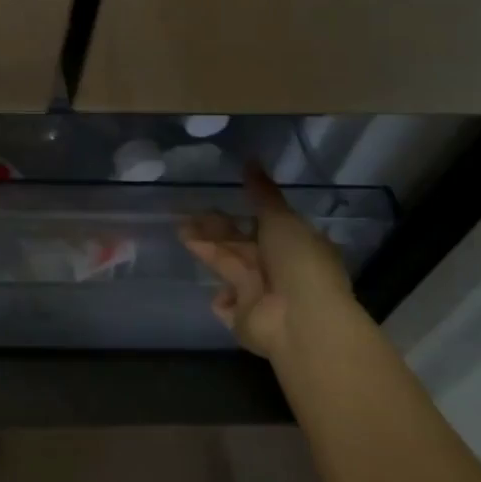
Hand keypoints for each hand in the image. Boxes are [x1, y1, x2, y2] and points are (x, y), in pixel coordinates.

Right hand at [182, 162, 356, 361]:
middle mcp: (278, 269)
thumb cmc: (297, 263)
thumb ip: (262, 194)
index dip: (241, 212)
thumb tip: (251, 160)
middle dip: (214, 230)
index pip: (263, 225)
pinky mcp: (244, 319)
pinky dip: (220, 297)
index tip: (216, 197)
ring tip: (180, 231)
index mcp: (293, 245)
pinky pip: (227, 304)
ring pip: (228, 266)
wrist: (301, 321)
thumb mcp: (281, 220)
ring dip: (206, 250)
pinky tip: (214, 288)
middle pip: (240, 245)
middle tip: (186, 213)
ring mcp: (261, 296)